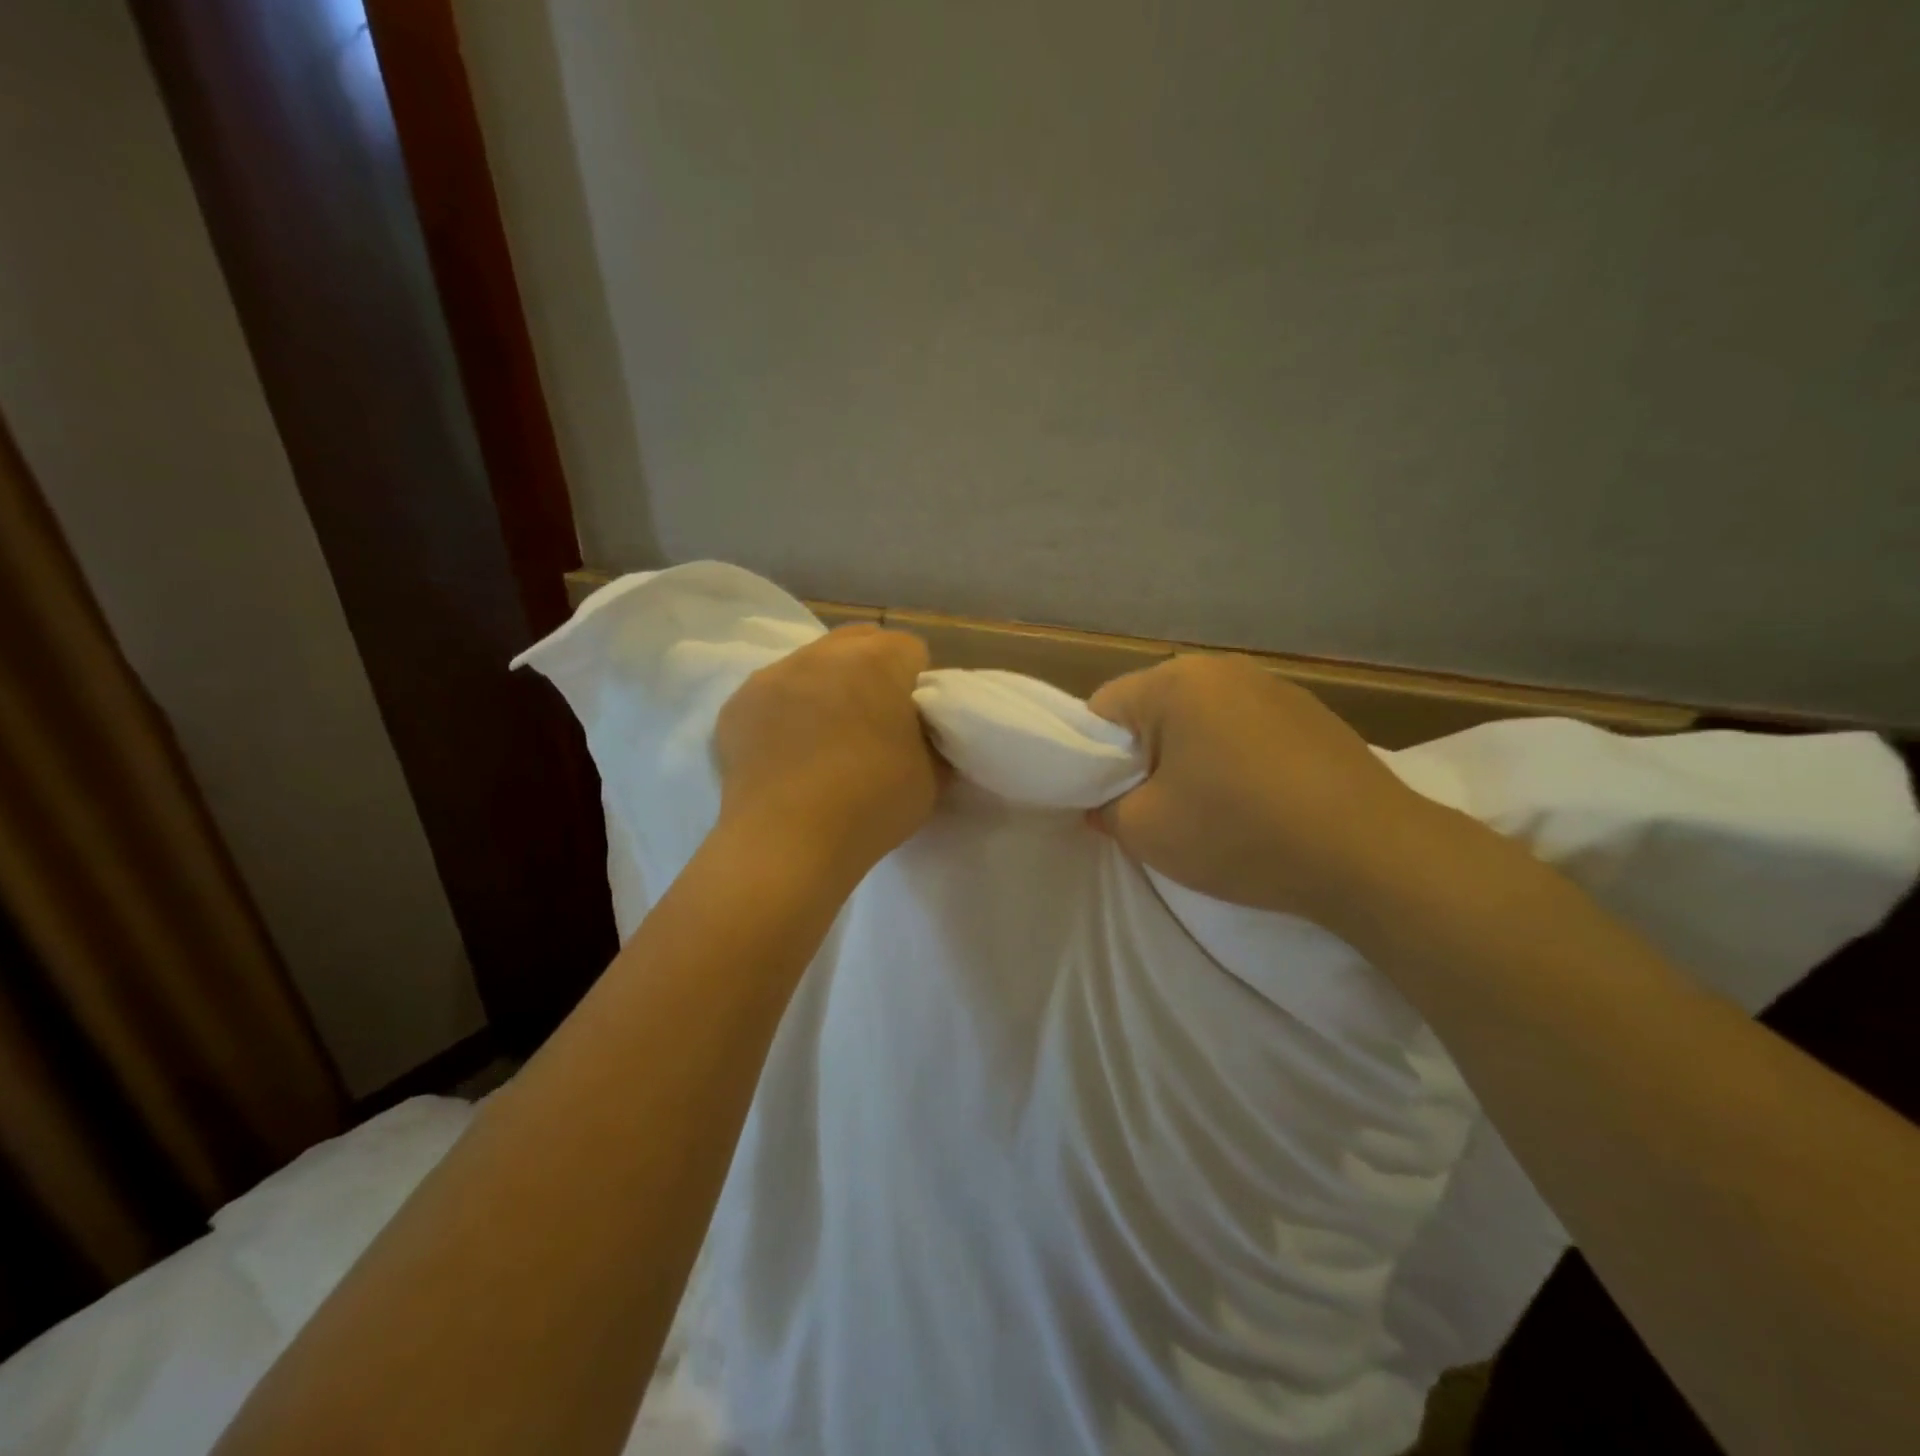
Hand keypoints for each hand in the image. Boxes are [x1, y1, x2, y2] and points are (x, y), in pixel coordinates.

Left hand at [714, 625, 940, 882]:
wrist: (786, 842)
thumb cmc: (871, 804)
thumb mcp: (932, 776)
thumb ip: (931, 739)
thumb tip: (920, 732)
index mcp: (878, 660)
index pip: (911, 651)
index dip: (917, 685)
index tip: (913, 722)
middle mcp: (823, 653)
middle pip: (859, 642)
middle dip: (872, 672)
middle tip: (874, 723)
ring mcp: (773, 675)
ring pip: (812, 664)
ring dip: (826, 688)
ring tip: (824, 740)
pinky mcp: (737, 704)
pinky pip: (773, 695)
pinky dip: (785, 713)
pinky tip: (787, 755)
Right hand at [1088, 653, 1441, 921]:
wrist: (1372, 854)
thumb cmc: (1242, 833)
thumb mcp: (1147, 832)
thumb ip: (1105, 809)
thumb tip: (1105, 802)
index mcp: (1174, 682)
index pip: (1101, 710)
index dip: (1092, 759)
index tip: (1111, 801)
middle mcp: (1221, 668)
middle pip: (1151, 711)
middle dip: (1143, 758)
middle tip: (1156, 810)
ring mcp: (1272, 685)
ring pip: (1198, 720)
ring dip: (1189, 758)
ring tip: (1211, 808)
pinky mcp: (1309, 711)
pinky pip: (1243, 728)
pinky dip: (1233, 759)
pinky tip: (1257, 801)